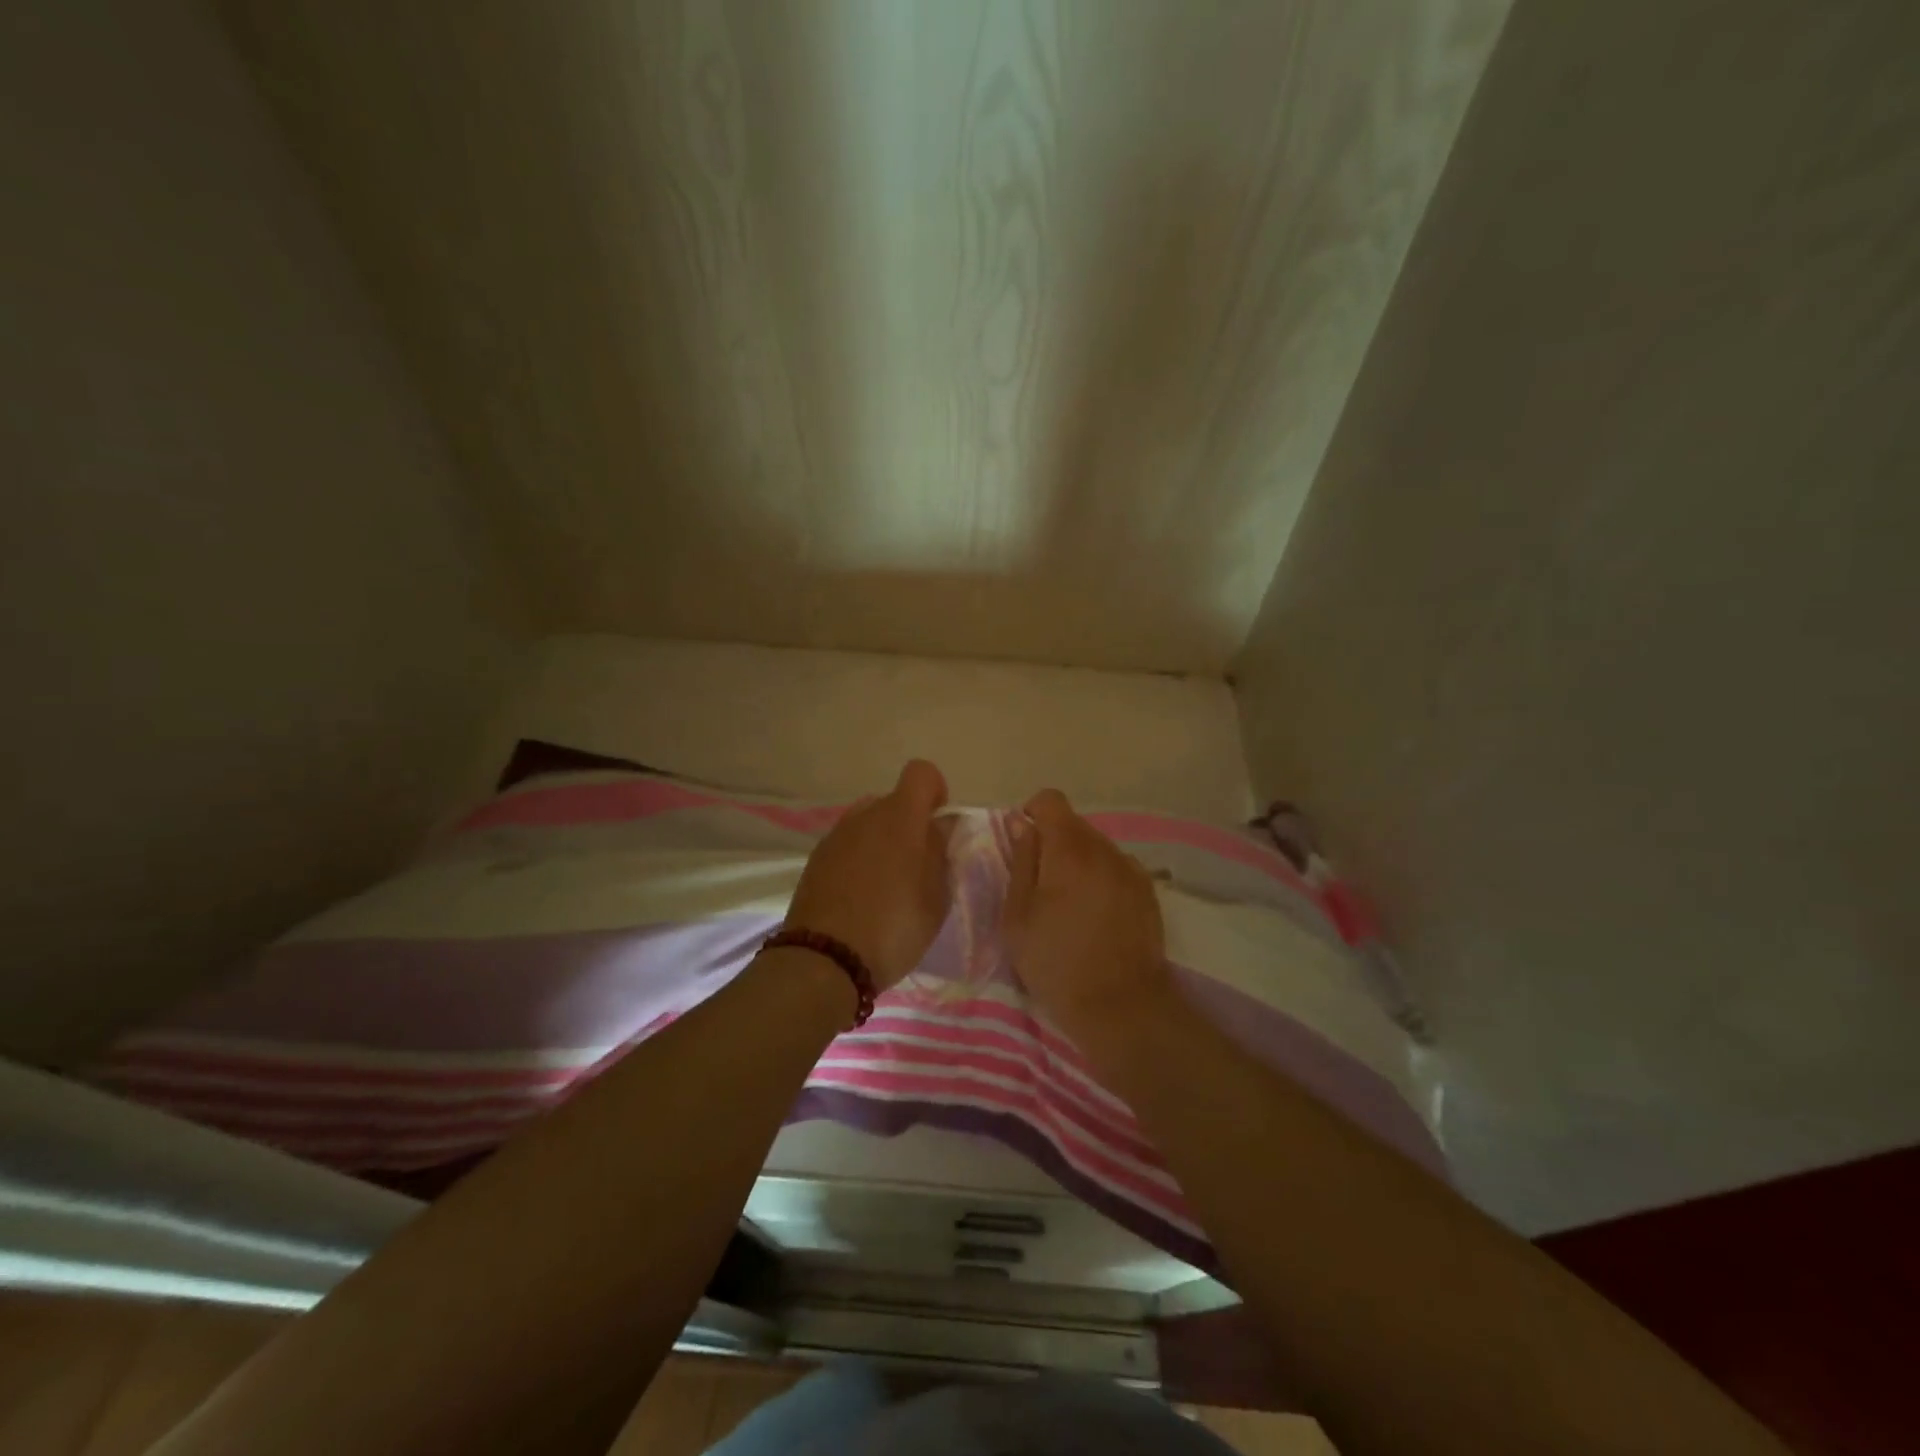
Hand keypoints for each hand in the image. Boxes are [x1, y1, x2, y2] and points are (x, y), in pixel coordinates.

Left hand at [785, 760, 951, 990]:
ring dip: (882, 842)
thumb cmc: (894, 927)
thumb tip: (940, 825)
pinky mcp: (816, 859)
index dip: (935, 790)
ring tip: (887, 885)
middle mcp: (865, 815)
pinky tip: (860, 896)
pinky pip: (847, 845)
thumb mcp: (935, 896)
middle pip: (893, 801)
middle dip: (909, 824)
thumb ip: (940, 853)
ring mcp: (836, 836)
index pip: (921, 773)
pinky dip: (859, 859)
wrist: (825, 960)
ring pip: (868, 824)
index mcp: (900, 817)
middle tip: (918, 865)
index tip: (939, 822)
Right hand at [1002, 788, 1172, 1037]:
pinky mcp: (1148, 891)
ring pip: (1097, 847)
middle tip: (1041, 885)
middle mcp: (1105, 849)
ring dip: (1079, 861)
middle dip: (1054, 842)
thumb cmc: (1056, 962)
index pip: (1051, 800)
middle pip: (1074, 824)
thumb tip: (1021, 823)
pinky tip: (1096, 915)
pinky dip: (1101, 878)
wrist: (1121, 1006)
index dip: (1032, 813)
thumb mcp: (1018, 915)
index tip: (1022, 844)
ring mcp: (1132, 869)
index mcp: (1069, 849)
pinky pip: (1117, 868)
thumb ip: (1020, 861)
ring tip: (1070, 904)